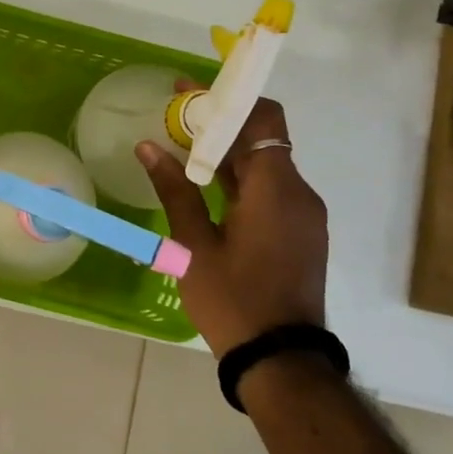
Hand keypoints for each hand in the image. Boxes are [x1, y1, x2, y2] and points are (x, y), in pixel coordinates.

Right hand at [138, 90, 328, 356]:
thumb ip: (174, 190)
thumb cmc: (233, 300)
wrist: (281, 360)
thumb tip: (148, 146)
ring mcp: (304, 216)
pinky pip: (271, 190)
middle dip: (219, 125)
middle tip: (172, 120)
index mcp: (275, 189)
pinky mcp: (301, 234)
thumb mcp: (194, 245)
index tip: (187, 92)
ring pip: (266, 166)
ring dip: (227, 153)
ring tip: (180, 150)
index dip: (227, 99)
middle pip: (263, 139)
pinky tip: (205, 188)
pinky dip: (240, 180)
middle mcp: (298, 193)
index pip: (263, 118)